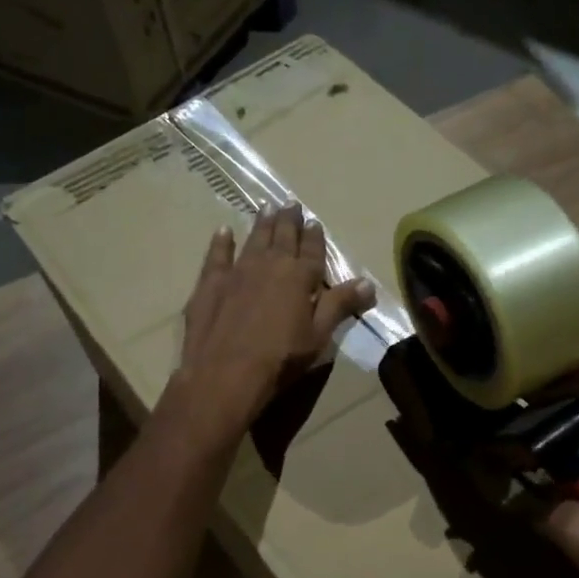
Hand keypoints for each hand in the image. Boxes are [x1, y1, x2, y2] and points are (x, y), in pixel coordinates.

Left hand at [169, 201, 374, 439]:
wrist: (225, 373)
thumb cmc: (280, 359)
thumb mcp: (318, 336)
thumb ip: (340, 305)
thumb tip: (368, 282)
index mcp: (299, 277)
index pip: (312, 251)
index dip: (314, 237)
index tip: (314, 222)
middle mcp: (269, 265)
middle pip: (282, 237)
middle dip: (288, 221)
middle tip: (290, 204)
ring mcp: (237, 271)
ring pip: (253, 240)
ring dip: (261, 224)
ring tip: (266, 208)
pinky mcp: (210, 284)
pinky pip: (217, 255)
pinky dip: (221, 242)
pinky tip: (223, 231)